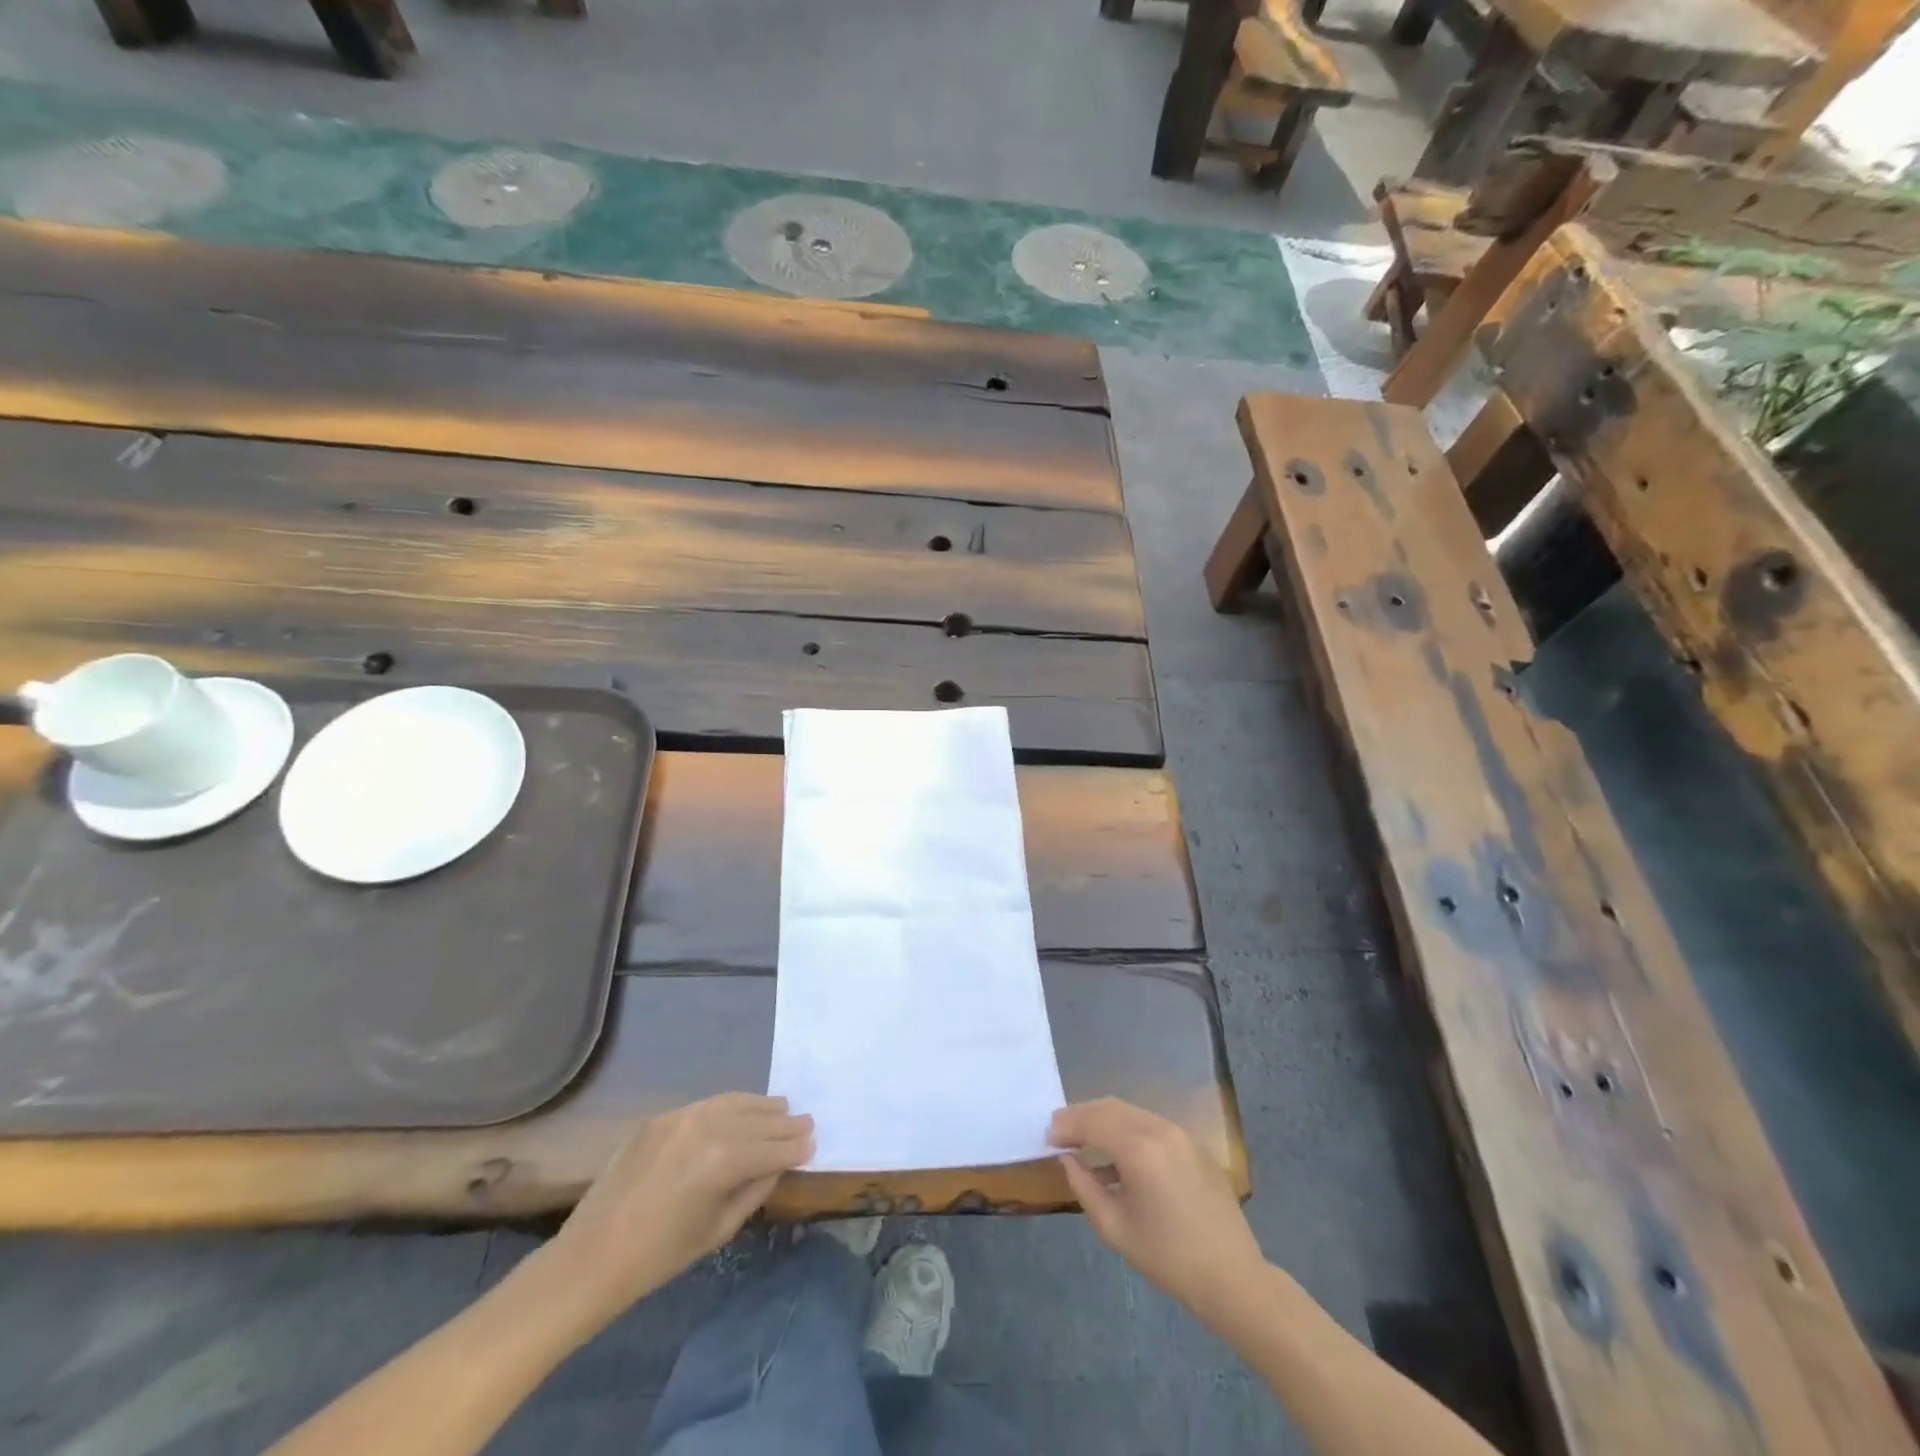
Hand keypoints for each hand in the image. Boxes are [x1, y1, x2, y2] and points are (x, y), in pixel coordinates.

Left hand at [550, 1093, 813, 1318]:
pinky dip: (731, 1106)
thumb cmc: (660, 1256)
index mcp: (721, 1160)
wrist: (593, 1258)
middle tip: (806, 1122)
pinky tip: (742, 1110)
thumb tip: (778, 1163)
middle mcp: (705, 1127)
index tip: (813, 1142)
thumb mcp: (718, 1229)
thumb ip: (754, 1189)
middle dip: (783, 1123)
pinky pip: (706, 1105)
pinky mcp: (661, 1117)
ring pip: (733, 1102)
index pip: (770, 1147)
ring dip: (761, 1106)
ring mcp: (680, 1116)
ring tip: (782, 1108)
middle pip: (756, 1120)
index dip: (794, 1147)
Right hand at [1051, 1098, 1262, 1312]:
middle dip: (1082, 1116)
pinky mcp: (1193, 1144)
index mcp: (1139, 1148)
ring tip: (1084, 1141)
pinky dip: (1127, 1130)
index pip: (1092, 1121)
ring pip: (1131, 1112)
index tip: (1047, 1136)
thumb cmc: (1168, 1258)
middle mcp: (1160, 1129)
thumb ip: (1084, 1187)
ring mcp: (1180, 1133)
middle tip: (1060, 1132)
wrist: (1231, 1277)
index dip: (1066, 1125)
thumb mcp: (1115, 1228)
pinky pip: (1151, 1125)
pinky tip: (1117, 1156)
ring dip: (1104, 1120)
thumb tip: (1068, 1159)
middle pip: (1110, 1107)